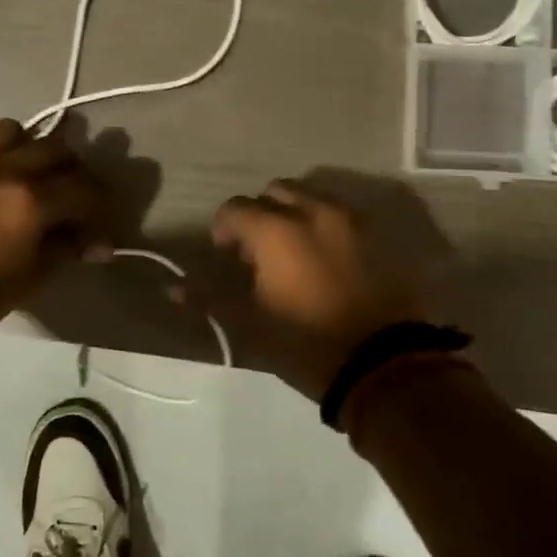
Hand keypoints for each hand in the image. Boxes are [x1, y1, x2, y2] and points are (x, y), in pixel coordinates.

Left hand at [0, 119, 112, 333]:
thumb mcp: (31, 276)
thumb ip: (67, 248)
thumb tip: (100, 245)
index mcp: (33, 200)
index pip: (85, 189)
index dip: (100, 206)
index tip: (101, 222)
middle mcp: (7, 168)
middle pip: (56, 149)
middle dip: (72, 170)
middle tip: (72, 193)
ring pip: (13, 130)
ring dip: (27, 147)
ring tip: (26, 169)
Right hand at [211, 181, 424, 401]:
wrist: (384, 363)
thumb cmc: (306, 343)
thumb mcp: (250, 324)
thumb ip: (210, 298)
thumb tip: (173, 289)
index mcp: (276, 229)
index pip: (235, 208)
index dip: (223, 228)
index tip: (224, 255)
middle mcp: (312, 211)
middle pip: (274, 192)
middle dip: (260, 214)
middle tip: (257, 251)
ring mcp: (350, 221)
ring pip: (310, 198)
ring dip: (293, 215)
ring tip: (292, 255)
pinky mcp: (376, 236)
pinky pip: (340, 216)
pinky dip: (323, 227)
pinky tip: (324, 261)